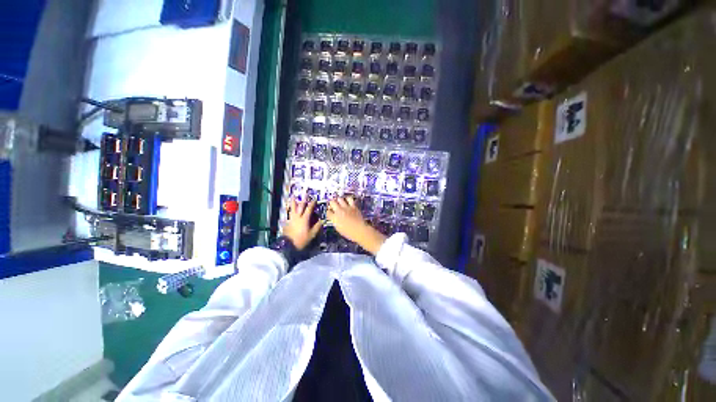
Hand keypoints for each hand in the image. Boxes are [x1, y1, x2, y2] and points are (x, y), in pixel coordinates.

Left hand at [283, 198, 322, 249]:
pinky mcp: (288, 222)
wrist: (288, 245)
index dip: (312, 204)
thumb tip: (322, 220)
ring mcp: (291, 219)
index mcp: (304, 219)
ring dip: (293, 202)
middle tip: (305, 194)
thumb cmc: (302, 239)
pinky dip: (290, 209)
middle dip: (303, 200)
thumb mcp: (311, 234)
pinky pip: (290, 213)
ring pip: (293, 208)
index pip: (309, 209)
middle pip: (300, 206)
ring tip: (293, 196)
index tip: (314, 199)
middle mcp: (297, 217)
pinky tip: (290, 209)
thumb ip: (317, 227)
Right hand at [327, 196, 385, 254]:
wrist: (359, 230)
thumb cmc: (349, 233)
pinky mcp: (353, 206)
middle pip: (332, 202)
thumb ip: (335, 222)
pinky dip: (347, 199)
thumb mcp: (338, 229)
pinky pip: (349, 199)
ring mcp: (346, 207)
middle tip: (333, 204)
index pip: (328, 212)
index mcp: (334, 218)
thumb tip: (334, 218)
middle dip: (331, 203)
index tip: (330, 212)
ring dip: (339, 200)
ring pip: (340, 199)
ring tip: (340, 201)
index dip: (328, 211)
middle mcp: (339, 211)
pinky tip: (348, 200)